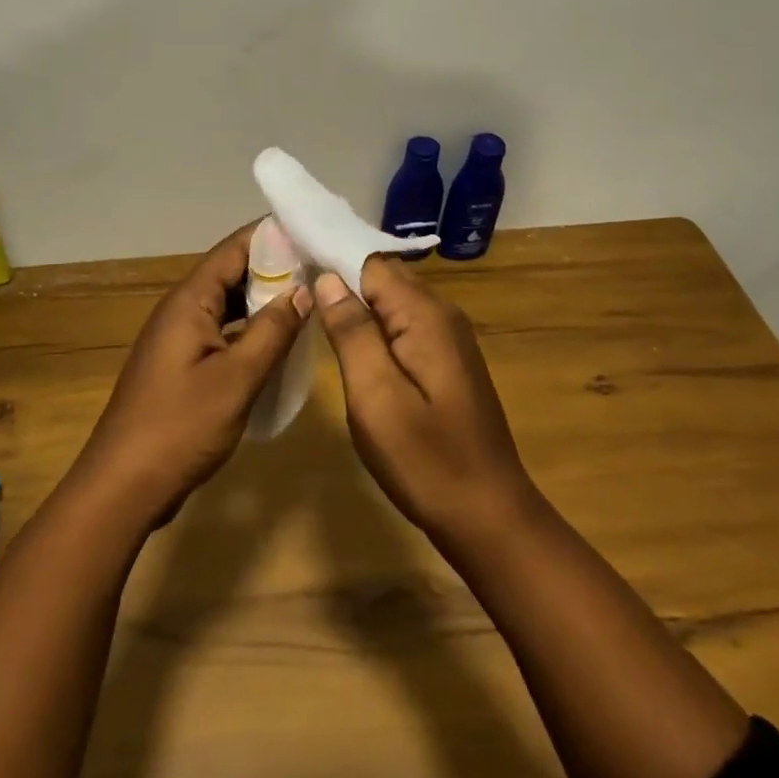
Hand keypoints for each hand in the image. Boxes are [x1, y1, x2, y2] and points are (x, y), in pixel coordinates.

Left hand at [73, 223, 311, 526]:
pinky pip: (220, 332)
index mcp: (189, 301)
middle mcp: (181, 309)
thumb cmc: (180, 426)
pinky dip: (248, 330)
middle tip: (322, 266)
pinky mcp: (181, 365)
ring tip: (309, 298)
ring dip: (262, 300)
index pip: (234, 249)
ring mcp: (178, 338)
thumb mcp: (236, 378)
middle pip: (230, 273)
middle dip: (273, 267)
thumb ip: (272, 331)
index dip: (272, 236)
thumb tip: (303, 289)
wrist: (124, 484)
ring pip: (226, 305)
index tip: (313, 231)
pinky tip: (277, 341)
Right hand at [315, 256, 535, 539]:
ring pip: (392, 302)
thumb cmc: (426, 460)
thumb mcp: (376, 397)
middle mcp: (441, 315)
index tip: (290, 264)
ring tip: (311, 312)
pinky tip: (348, 344)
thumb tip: (328, 279)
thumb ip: (352, 332)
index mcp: (425, 315)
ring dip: (355, 304)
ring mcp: (447, 339)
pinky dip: (373, 327)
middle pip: (383, 277)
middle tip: (292, 291)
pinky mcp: (446, 362)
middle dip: (340, 279)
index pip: (370, 262)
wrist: (489, 517)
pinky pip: (402, 326)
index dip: (330, 260)